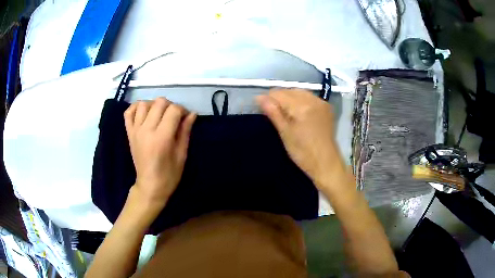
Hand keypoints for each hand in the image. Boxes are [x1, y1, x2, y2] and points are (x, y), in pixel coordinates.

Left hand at [124, 98, 196, 207]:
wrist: (150, 186)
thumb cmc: (169, 174)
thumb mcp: (182, 154)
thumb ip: (185, 131)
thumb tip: (192, 114)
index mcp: (162, 137)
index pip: (174, 110)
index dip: (183, 110)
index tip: (186, 118)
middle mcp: (146, 130)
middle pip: (159, 102)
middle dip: (171, 106)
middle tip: (174, 117)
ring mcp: (135, 130)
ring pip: (144, 104)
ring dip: (154, 105)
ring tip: (159, 115)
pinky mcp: (129, 133)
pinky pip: (128, 112)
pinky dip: (136, 108)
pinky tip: (144, 113)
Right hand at [256, 89, 346, 190]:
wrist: (326, 163)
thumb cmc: (303, 152)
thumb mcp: (285, 133)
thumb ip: (273, 112)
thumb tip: (259, 97)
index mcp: (302, 106)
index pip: (279, 93)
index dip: (267, 98)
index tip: (259, 106)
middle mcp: (313, 99)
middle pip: (289, 91)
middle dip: (278, 97)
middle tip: (271, 111)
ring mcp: (321, 103)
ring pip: (299, 92)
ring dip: (289, 98)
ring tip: (283, 112)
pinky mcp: (326, 108)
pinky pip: (309, 97)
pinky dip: (300, 101)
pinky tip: (297, 111)